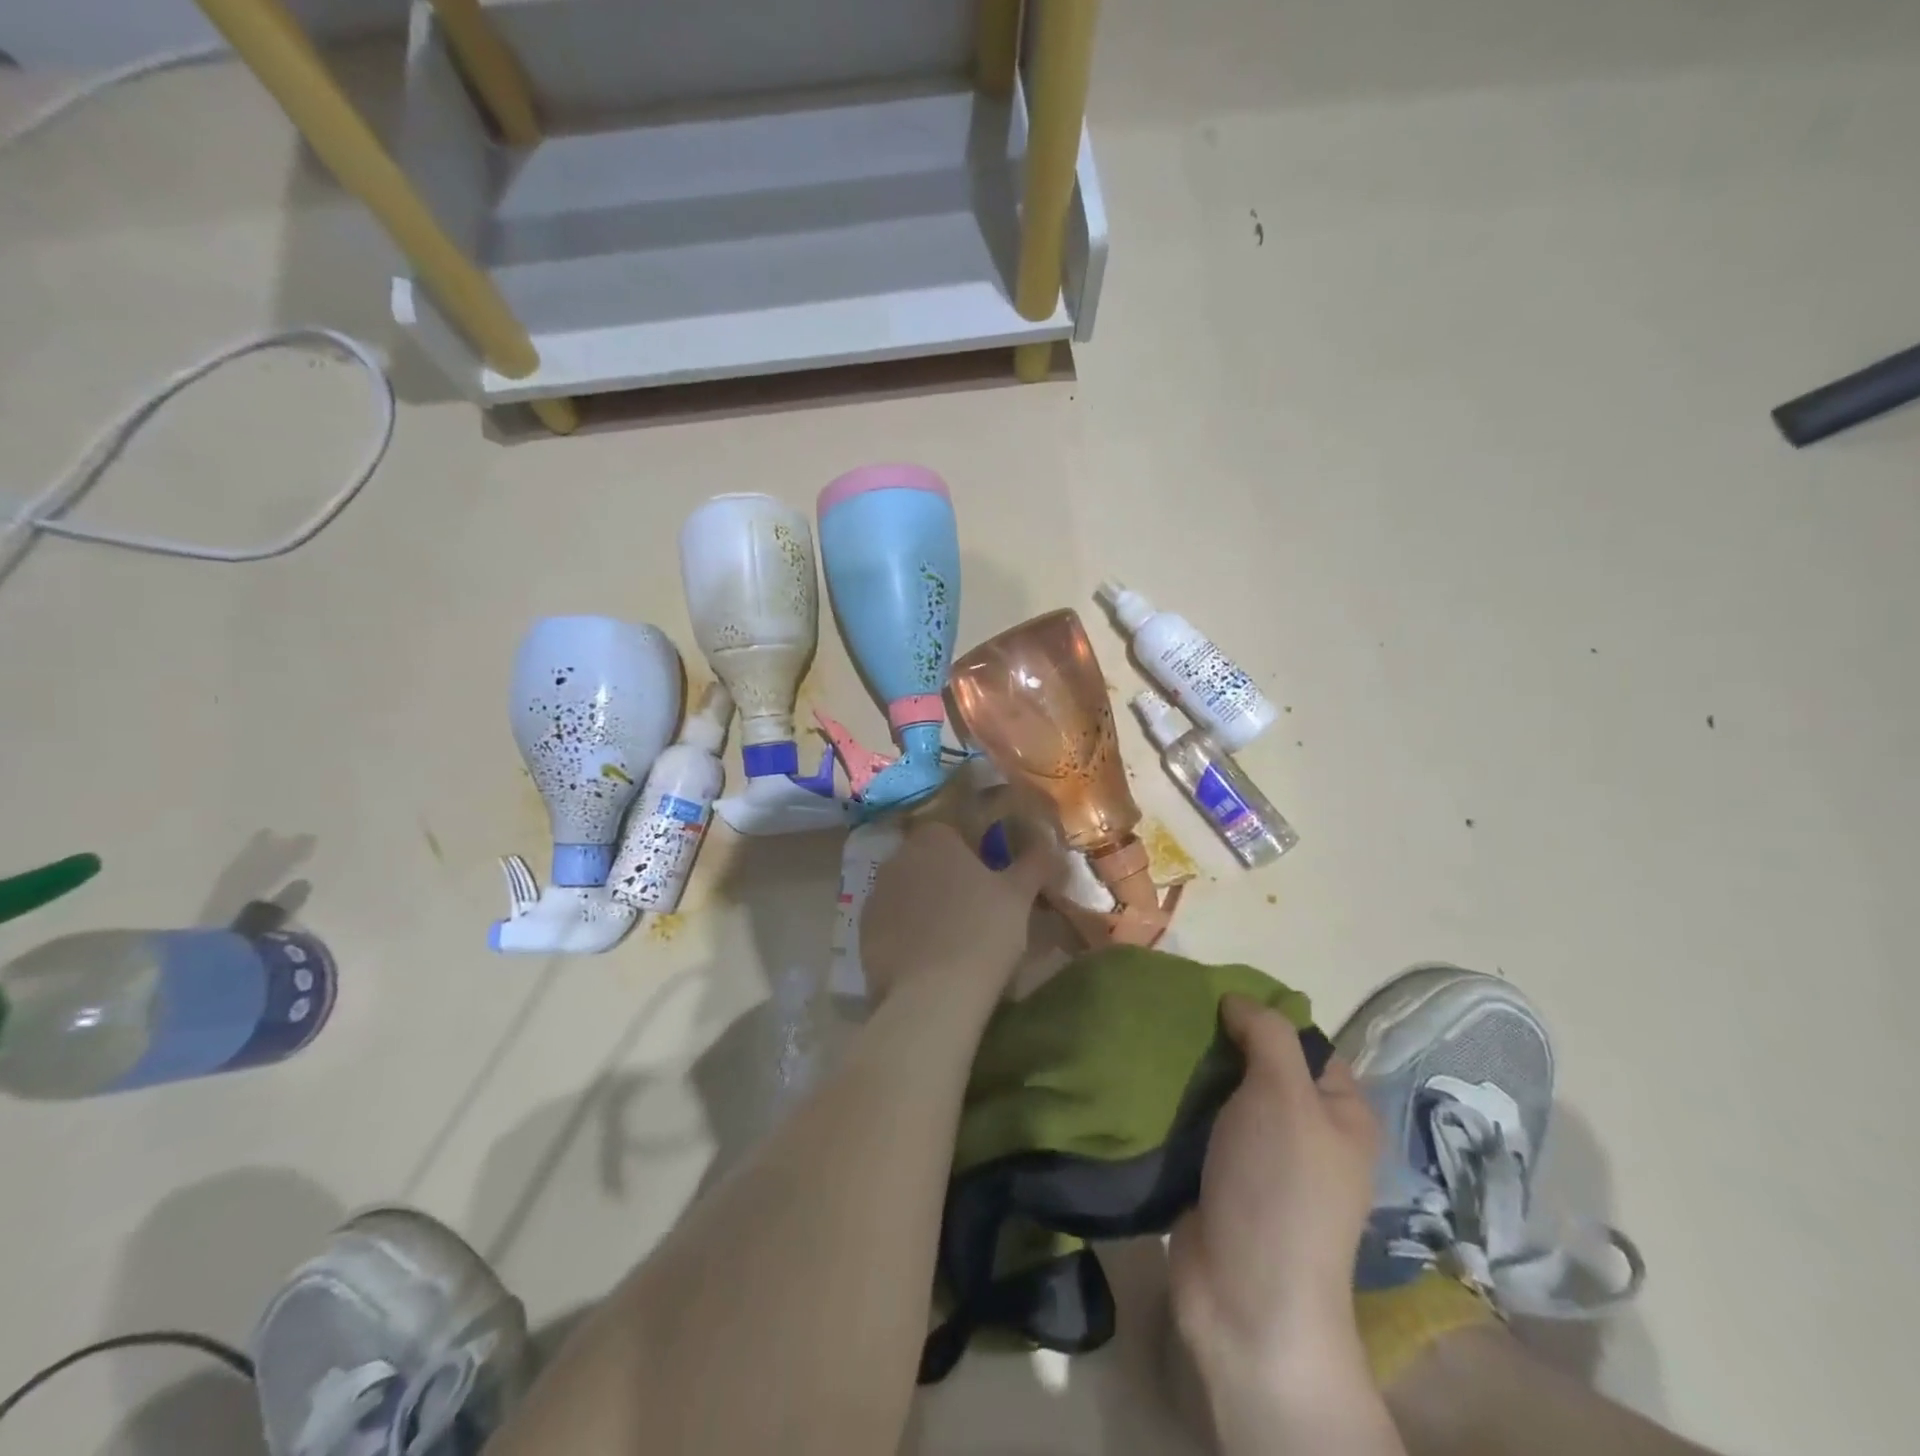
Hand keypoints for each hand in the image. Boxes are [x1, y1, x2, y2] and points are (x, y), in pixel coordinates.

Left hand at [859, 822, 1052, 1002]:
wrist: (934, 994)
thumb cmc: (983, 931)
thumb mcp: (1020, 895)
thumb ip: (1034, 863)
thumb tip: (1050, 845)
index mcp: (933, 839)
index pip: (950, 832)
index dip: (969, 854)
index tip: (987, 879)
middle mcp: (897, 858)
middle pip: (924, 860)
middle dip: (943, 877)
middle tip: (973, 908)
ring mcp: (875, 895)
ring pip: (905, 892)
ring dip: (922, 905)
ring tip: (949, 938)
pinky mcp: (863, 933)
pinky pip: (890, 924)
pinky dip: (905, 935)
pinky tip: (926, 959)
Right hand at [1169, 995, 1378, 1388]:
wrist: (1245, 1300)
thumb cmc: (1280, 1188)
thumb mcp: (1285, 1096)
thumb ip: (1267, 1035)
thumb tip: (1236, 999)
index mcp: (1339, 1111)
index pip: (1303, 1040)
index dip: (1262, 1012)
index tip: (1211, 992)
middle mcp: (1304, 1130)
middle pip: (1257, 1062)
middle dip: (1217, 1037)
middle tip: (1172, 1011)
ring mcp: (1259, 1156)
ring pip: (1221, 1091)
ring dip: (1189, 1068)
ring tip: (1148, 1036)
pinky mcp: (1217, 1175)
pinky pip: (1195, 1121)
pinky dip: (1173, 1101)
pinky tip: (1141, 1076)